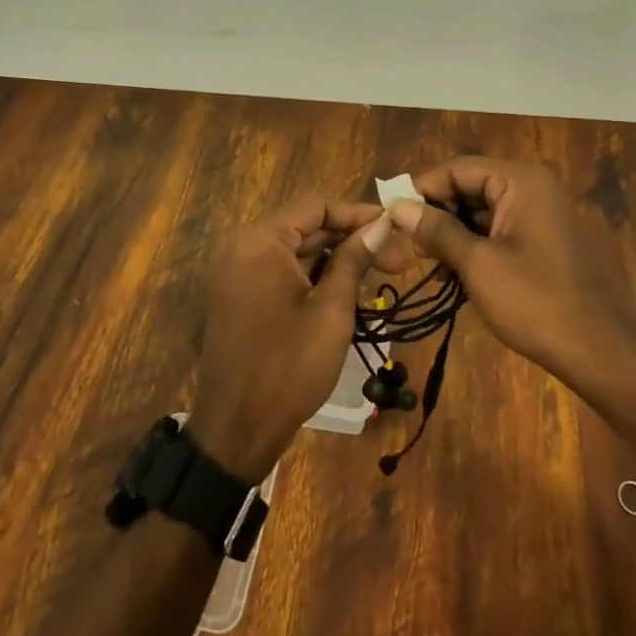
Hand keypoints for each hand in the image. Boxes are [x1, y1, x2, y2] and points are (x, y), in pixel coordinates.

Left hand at [187, 195, 395, 482]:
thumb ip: (354, 260)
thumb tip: (381, 224)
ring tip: (380, 275)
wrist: (236, 430)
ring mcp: (238, 272)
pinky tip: (348, 292)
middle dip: (351, 239)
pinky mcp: (241, 295)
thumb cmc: (288, 367)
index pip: (315, 206)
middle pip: (306, 227)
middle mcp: (242, 246)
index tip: (395, 228)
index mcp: (259, 241)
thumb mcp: (331, 311)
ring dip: (336, 259)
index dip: (358, 214)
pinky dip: (314, 277)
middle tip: (398, 259)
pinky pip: (282, 272)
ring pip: (296, 251)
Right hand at [387, 157, 635, 387]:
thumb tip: (398, 206)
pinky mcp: (546, 241)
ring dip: (453, 233)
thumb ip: (436, 230)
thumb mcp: (477, 264)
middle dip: (437, 213)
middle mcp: (534, 188)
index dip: (422, 189)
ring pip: (482, 212)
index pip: (458, 168)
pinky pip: (500, 231)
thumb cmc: (536, 302)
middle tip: (406, 245)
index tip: (391, 216)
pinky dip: (475, 247)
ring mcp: (543, 215)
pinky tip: (454, 274)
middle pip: (471, 187)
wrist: (600, 352)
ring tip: (425, 263)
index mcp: (521, 182)